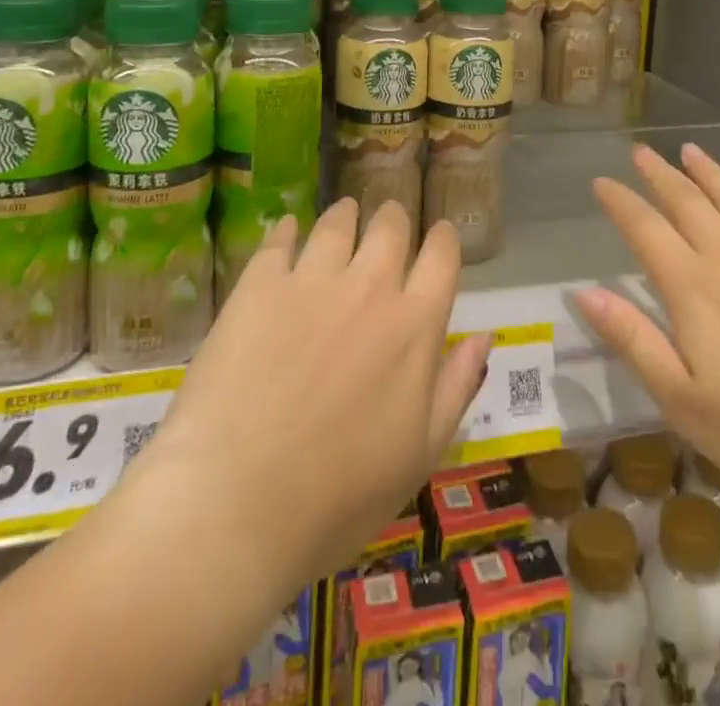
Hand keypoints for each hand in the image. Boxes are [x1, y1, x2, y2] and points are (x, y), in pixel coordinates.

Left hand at [123, 200, 492, 588]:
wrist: (235, 505)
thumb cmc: (339, 496)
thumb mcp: (420, 454)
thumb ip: (457, 386)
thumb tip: (485, 335)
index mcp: (415, 325)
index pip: (442, 257)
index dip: (443, 239)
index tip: (439, 234)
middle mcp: (370, 287)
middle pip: (390, 227)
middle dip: (394, 217)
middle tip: (388, 218)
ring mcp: (312, 280)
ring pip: (338, 223)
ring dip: (346, 214)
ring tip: (344, 213)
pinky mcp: (259, 286)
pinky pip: (279, 239)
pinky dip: (288, 229)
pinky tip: (287, 229)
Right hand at [575, 144, 719, 517]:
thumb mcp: (684, 403)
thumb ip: (634, 342)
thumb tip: (584, 293)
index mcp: (694, 288)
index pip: (646, 229)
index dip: (620, 202)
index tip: (601, 182)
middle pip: (687, 202)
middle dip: (659, 174)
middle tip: (640, 151)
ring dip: (707, 171)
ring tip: (689, 151)